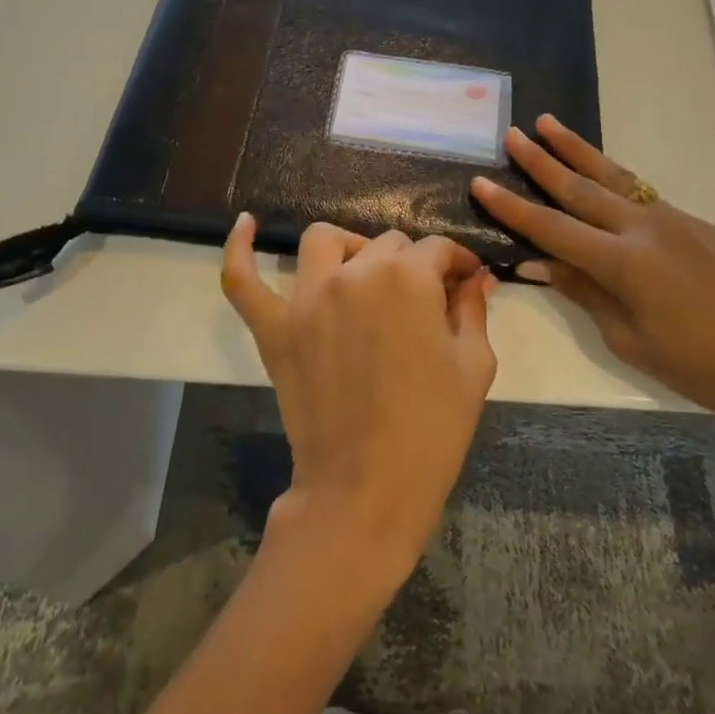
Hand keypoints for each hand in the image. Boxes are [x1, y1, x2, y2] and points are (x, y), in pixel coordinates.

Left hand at [221, 214, 498, 585]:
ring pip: (324, 242)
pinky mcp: (274, 328)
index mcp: (408, 277)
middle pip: (386, 245)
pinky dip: (239, 249)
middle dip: (412, 265)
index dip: (458, 264)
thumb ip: (472, 309)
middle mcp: (355, 273)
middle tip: (424, 299)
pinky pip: (243, 280)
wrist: (368, 489)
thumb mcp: (473, 366)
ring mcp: (307, 298)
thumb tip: (475, 278)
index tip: (466, 283)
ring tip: (361, 271)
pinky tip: (246, 225)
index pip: (437, 250)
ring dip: (349, 248)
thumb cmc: (433, 429)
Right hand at [469, 116, 714, 440]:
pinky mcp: (695, 224)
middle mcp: (645, 228)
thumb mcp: (630, 338)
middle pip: (581, 188)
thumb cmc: (701, 367)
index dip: (512, 207)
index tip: (480, 182)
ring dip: (577, 151)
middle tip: (512, 134)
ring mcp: (674, 220)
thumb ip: (584, 292)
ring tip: (549, 124)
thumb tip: (539, 264)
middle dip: (542, 161)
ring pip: (614, 178)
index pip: (552, 228)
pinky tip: (598, 172)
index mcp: (624, 263)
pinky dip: (611, 176)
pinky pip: (641, 192)